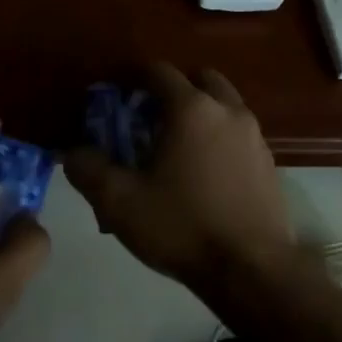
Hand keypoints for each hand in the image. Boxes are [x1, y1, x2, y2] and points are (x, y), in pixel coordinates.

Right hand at [64, 65, 292, 290]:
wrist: (252, 269)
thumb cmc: (181, 227)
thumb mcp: (119, 203)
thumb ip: (88, 170)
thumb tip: (73, 152)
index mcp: (191, 109)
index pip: (159, 72)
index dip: (132, 80)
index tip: (115, 98)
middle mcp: (228, 111)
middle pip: (199, 80)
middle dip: (173, 91)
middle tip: (149, 119)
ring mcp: (254, 137)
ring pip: (224, 106)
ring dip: (200, 114)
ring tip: (176, 148)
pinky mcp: (269, 163)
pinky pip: (238, 135)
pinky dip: (219, 139)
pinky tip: (204, 173)